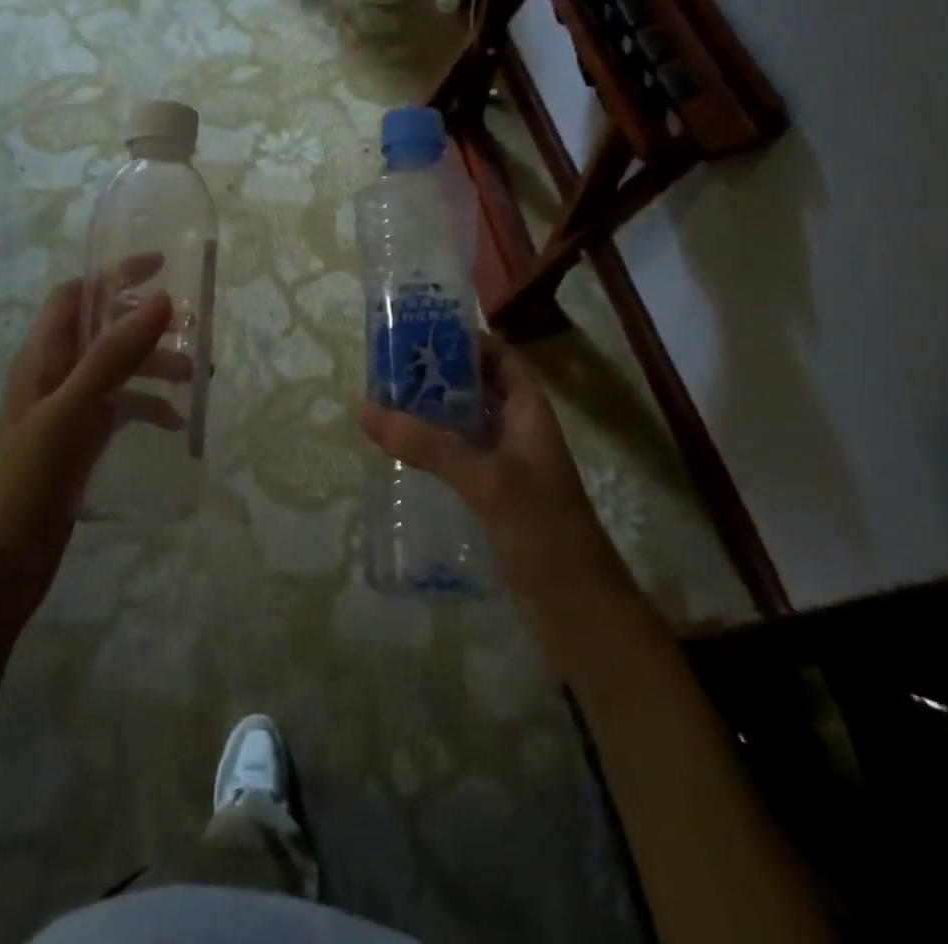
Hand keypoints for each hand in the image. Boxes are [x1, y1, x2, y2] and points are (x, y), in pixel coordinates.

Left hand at [0, 272, 182, 630]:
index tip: (161, 266)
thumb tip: (161, 301)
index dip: (113, 275)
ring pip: (118, 370)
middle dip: (146, 324)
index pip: (75, 295)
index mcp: (40, 359)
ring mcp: (69, 411)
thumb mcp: (69, 414)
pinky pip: (122, 410)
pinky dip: (149, 407)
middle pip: (103, 330)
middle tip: (192, 328)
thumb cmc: (25, 484)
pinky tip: (176, 423)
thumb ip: (112, 358)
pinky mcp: (81, 443)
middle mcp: (54, 376)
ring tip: (195, 376)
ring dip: (155, 365)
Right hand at [359, 335, 636, 627]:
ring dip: (435, 413)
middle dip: (442, 375)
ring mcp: (509, 468)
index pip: (504, 360)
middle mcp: (521, 434)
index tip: (425, 335)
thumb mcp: (486, 480)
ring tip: (388, 404)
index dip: (471, 342)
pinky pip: (462, 460)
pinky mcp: (496, 500)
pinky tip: (404, 455)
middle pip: (481, 389)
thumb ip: (429, 445)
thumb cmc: (543, 531)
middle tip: (392, 368)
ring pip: (469, 426)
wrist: (580, 613)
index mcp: (532, 415)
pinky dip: (436, 450)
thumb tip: (367, 410)